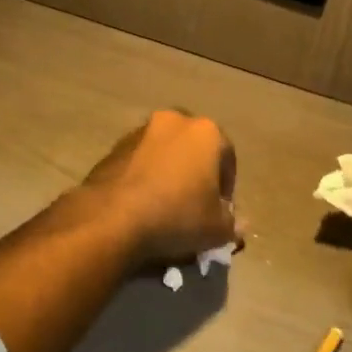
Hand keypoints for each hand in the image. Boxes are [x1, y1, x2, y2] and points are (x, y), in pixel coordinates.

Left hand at [81, 110, 237, 267]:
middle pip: (194, 149)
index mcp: (206, 132)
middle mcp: (174, 121)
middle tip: (194, 205)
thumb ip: (233, 224)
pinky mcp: (114, 147)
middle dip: (196, 173)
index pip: (227, 158)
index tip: (220, 212)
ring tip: (165, 206)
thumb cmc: (177, 216)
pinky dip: (144, 177)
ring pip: (165, 152)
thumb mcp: (217, 229)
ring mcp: (141, 131)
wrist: (112, 218)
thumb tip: (239, 224)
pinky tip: (141, 204)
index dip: (227, 188)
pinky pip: (139, 161)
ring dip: (169, 173)